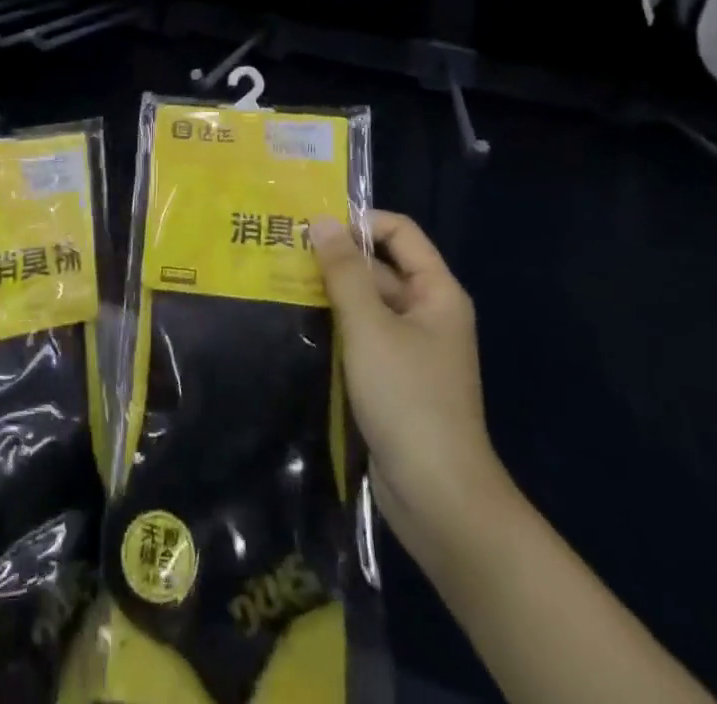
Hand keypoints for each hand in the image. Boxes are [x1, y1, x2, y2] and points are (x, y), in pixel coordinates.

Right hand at [309, 211, 509, 553]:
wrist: (437, 497)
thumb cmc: (408, 398)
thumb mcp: (370, 326)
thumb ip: (344, 271)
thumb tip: (322, 219)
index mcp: (436, 292)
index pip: (399, 232)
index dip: (360, 221)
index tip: (312, 224)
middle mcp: (427, 312)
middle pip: (380, 265)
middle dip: (336, 256)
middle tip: (283, 249)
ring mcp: (409, 347)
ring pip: (366, 302)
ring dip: (329, 291)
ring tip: (278, 279)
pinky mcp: (391, 377)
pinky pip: (361, 335)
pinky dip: (334, 324)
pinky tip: (296, 322)